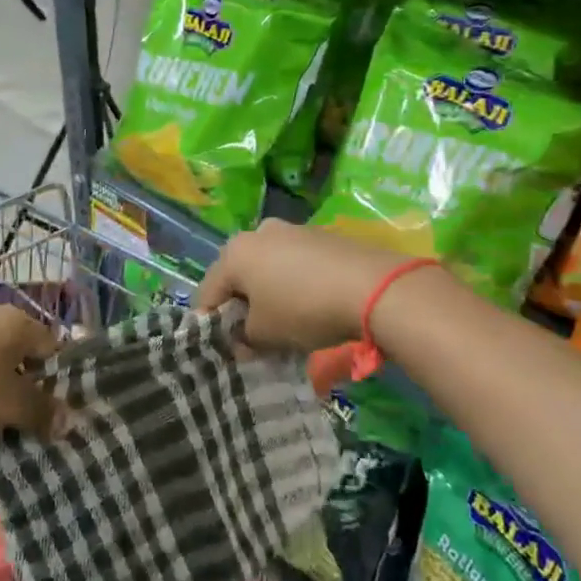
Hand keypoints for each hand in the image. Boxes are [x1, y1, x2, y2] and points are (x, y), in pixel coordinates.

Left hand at [0, 305, 66, 447]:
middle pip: (17, 374)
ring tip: (0, 466)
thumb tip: (70, 419)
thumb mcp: (10, 404)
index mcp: (15, 325)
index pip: (53, 349)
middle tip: (35, 446)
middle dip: (24, 413)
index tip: (64, 420)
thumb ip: (42, 412)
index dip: (62, 384)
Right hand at [194, 219, 405, 353]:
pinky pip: (295, 264)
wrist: (372, 287)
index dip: (210, 325)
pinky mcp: (322, 236)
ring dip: (269, 295)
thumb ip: (243, 339)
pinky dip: (294, 285)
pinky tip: (311, 307)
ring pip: (268, 268)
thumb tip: (243, 341)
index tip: (223, 351)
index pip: (208, 292)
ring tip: (284, 325)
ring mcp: (293, 230)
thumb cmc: (304, 309)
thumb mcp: (265, 334)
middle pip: (238, 276)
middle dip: (242, 307)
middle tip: (252, 339)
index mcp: (235, 252)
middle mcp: (259, 232)